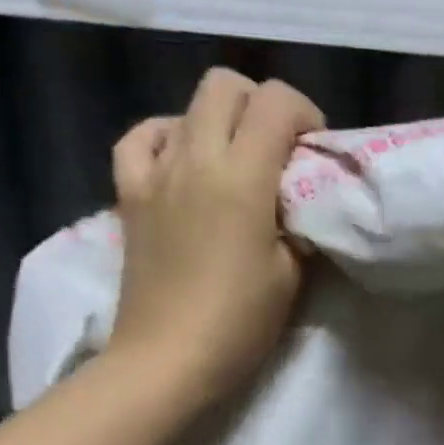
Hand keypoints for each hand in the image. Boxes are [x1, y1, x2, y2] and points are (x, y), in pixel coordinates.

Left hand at [106, 68, 323, 406]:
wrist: (168, 358)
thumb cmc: (239, 323)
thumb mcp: (291, 275)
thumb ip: (298, 225)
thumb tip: (297, 203)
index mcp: (241, 177)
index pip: (276, 103)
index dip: (305, 114)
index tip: (314, 151)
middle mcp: (194, 159)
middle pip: (225, 85)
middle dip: (261, 105)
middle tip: (279, 149)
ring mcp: (155, 173)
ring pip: (185, 106)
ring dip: (219, 121)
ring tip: (234, 160)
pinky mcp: (129, 194)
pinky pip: (141, 138)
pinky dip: (166, 137)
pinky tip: (182, 161)